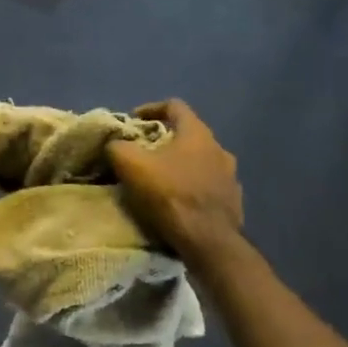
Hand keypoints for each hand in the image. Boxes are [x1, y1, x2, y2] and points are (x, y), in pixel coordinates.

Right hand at [107, 100, 242, 262]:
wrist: (208, 240)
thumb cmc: (170, 194)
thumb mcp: (131, 165)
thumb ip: (118, 147)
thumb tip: (114, 144)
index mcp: (197, 133)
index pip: (174, 106)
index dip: (151, 108)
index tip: (134, 120)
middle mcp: (219, 148)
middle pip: (188, 135)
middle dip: (165, 141)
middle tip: (144, 153)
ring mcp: (230, 176)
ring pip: (200, 162)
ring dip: (181, 165)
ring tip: (161, 180)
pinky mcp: (233, 201)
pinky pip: (209, 186)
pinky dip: (192, 187)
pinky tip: (179, 202)